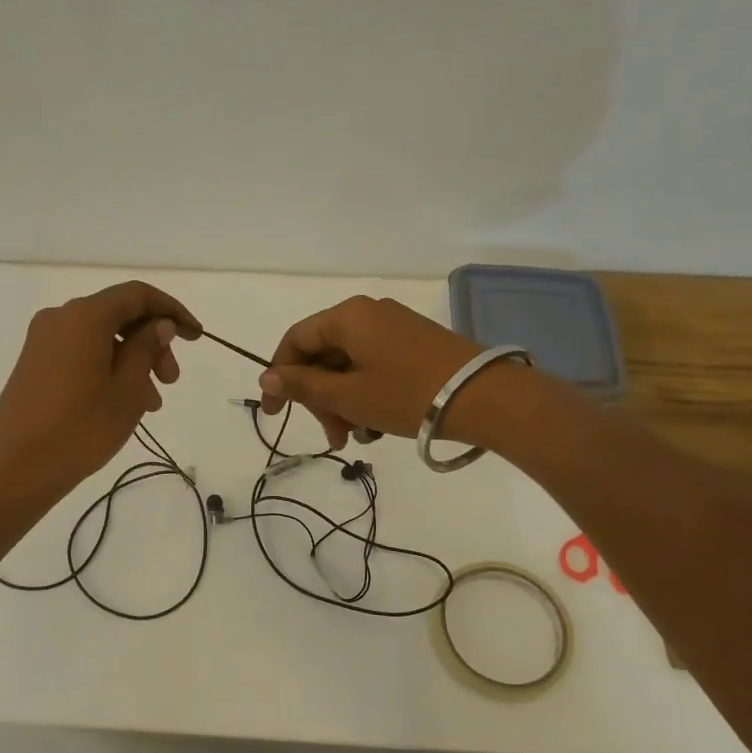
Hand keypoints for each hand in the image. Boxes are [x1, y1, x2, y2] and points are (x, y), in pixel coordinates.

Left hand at [0, 281, 200, 505]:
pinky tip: (122, 404)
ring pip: (102, 338)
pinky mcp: (35, 365)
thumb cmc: (80, 427)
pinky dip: (109, 369)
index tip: (196, 336)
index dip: (172, 310)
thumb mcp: (127, 389)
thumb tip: (159, 325)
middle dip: (152, 343)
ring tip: (151, 403)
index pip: (137, 295)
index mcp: (84, 316)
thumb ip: (147, 349)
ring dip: (133, 361)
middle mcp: (61, 318)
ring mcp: (43, 342)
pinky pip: (82, 354)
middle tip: (171, 381)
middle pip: (119, 315)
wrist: (14, 468)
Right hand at [258, 296, 494, 449]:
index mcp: (347, 316)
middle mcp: (368, 314)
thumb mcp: (348, 396)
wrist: (485, 397)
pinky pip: (374, 366)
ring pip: (349, 365)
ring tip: (356, 438)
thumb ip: (303, 386)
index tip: (274, 412)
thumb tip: (266, 377)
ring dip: (344, 402)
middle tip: (333, 436)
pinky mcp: (415, 345)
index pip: (296, 340)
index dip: (279, 376)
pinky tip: (377, 426)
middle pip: (324, 355)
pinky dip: (367, 394)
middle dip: (320, 399)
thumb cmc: (407, 394)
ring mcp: (395, 328)